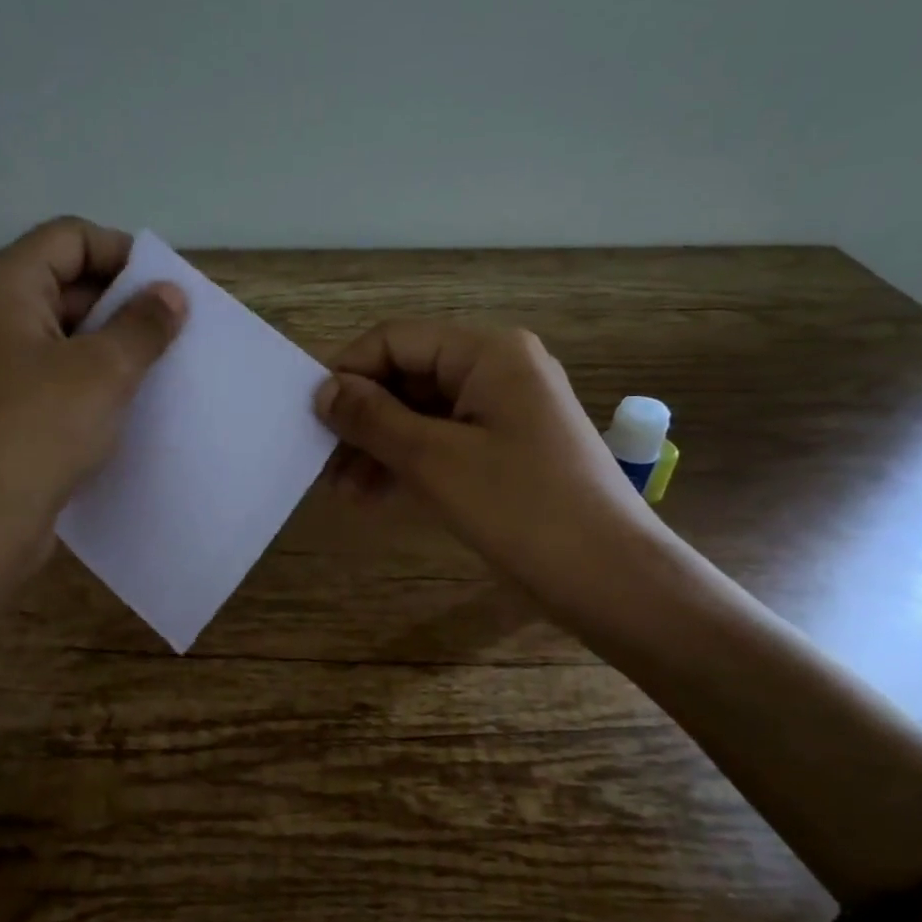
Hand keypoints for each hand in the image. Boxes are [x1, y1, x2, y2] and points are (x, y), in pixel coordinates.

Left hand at [0, 218, 185, 626]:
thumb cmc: (34, 433)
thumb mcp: (102, 372)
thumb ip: (142, 325)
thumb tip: (170, 294)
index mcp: (4, 286)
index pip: (70, 238)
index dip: (123, 253)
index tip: (169, 291)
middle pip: (65, 282)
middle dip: (123, 302)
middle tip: (176, 332)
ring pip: (62, 335)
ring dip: (111, 346)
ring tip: (162, 369)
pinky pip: (52, 376)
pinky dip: (90, 381)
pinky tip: (127, 406)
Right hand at [316, 321, 655, 615]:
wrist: (612, 582)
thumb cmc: (523, 509)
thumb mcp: (435, 460)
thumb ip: (373, 418)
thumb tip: (322, 390)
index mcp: (488, 352)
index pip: (396, 340)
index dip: (348, 371)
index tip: (309, 415)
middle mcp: (497, 369)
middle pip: (408, 376)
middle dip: (361, 417)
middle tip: (321, 461)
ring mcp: (504, 412)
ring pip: (421, 414)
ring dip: (378, 446)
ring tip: (340, 490)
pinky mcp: (506, 451)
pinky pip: (443, 442)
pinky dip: (407, 464)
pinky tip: (372, 496)